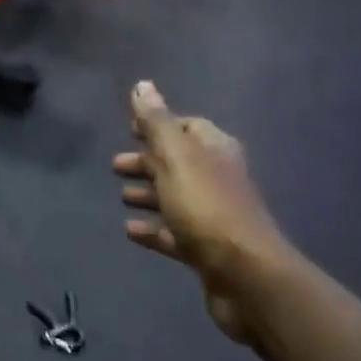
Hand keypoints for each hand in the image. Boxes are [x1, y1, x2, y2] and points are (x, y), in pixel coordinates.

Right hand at [112, 81, 285, 343]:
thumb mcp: (176, 158)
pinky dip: (153, 230)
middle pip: (179, 163)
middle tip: (115, 165)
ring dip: (150, 194)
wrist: (245, 276)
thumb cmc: (207, 208)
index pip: (187, 127)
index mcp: (216, 150)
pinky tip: (130, 231)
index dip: (159, 125)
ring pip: (176, 198)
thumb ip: (156, 123)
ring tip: (121, 195)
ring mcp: (214, 216)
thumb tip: (142, 84)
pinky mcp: (206, 250)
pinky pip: (174, 233)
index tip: (129, 128)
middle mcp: (218, 178)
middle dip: (148, 161)